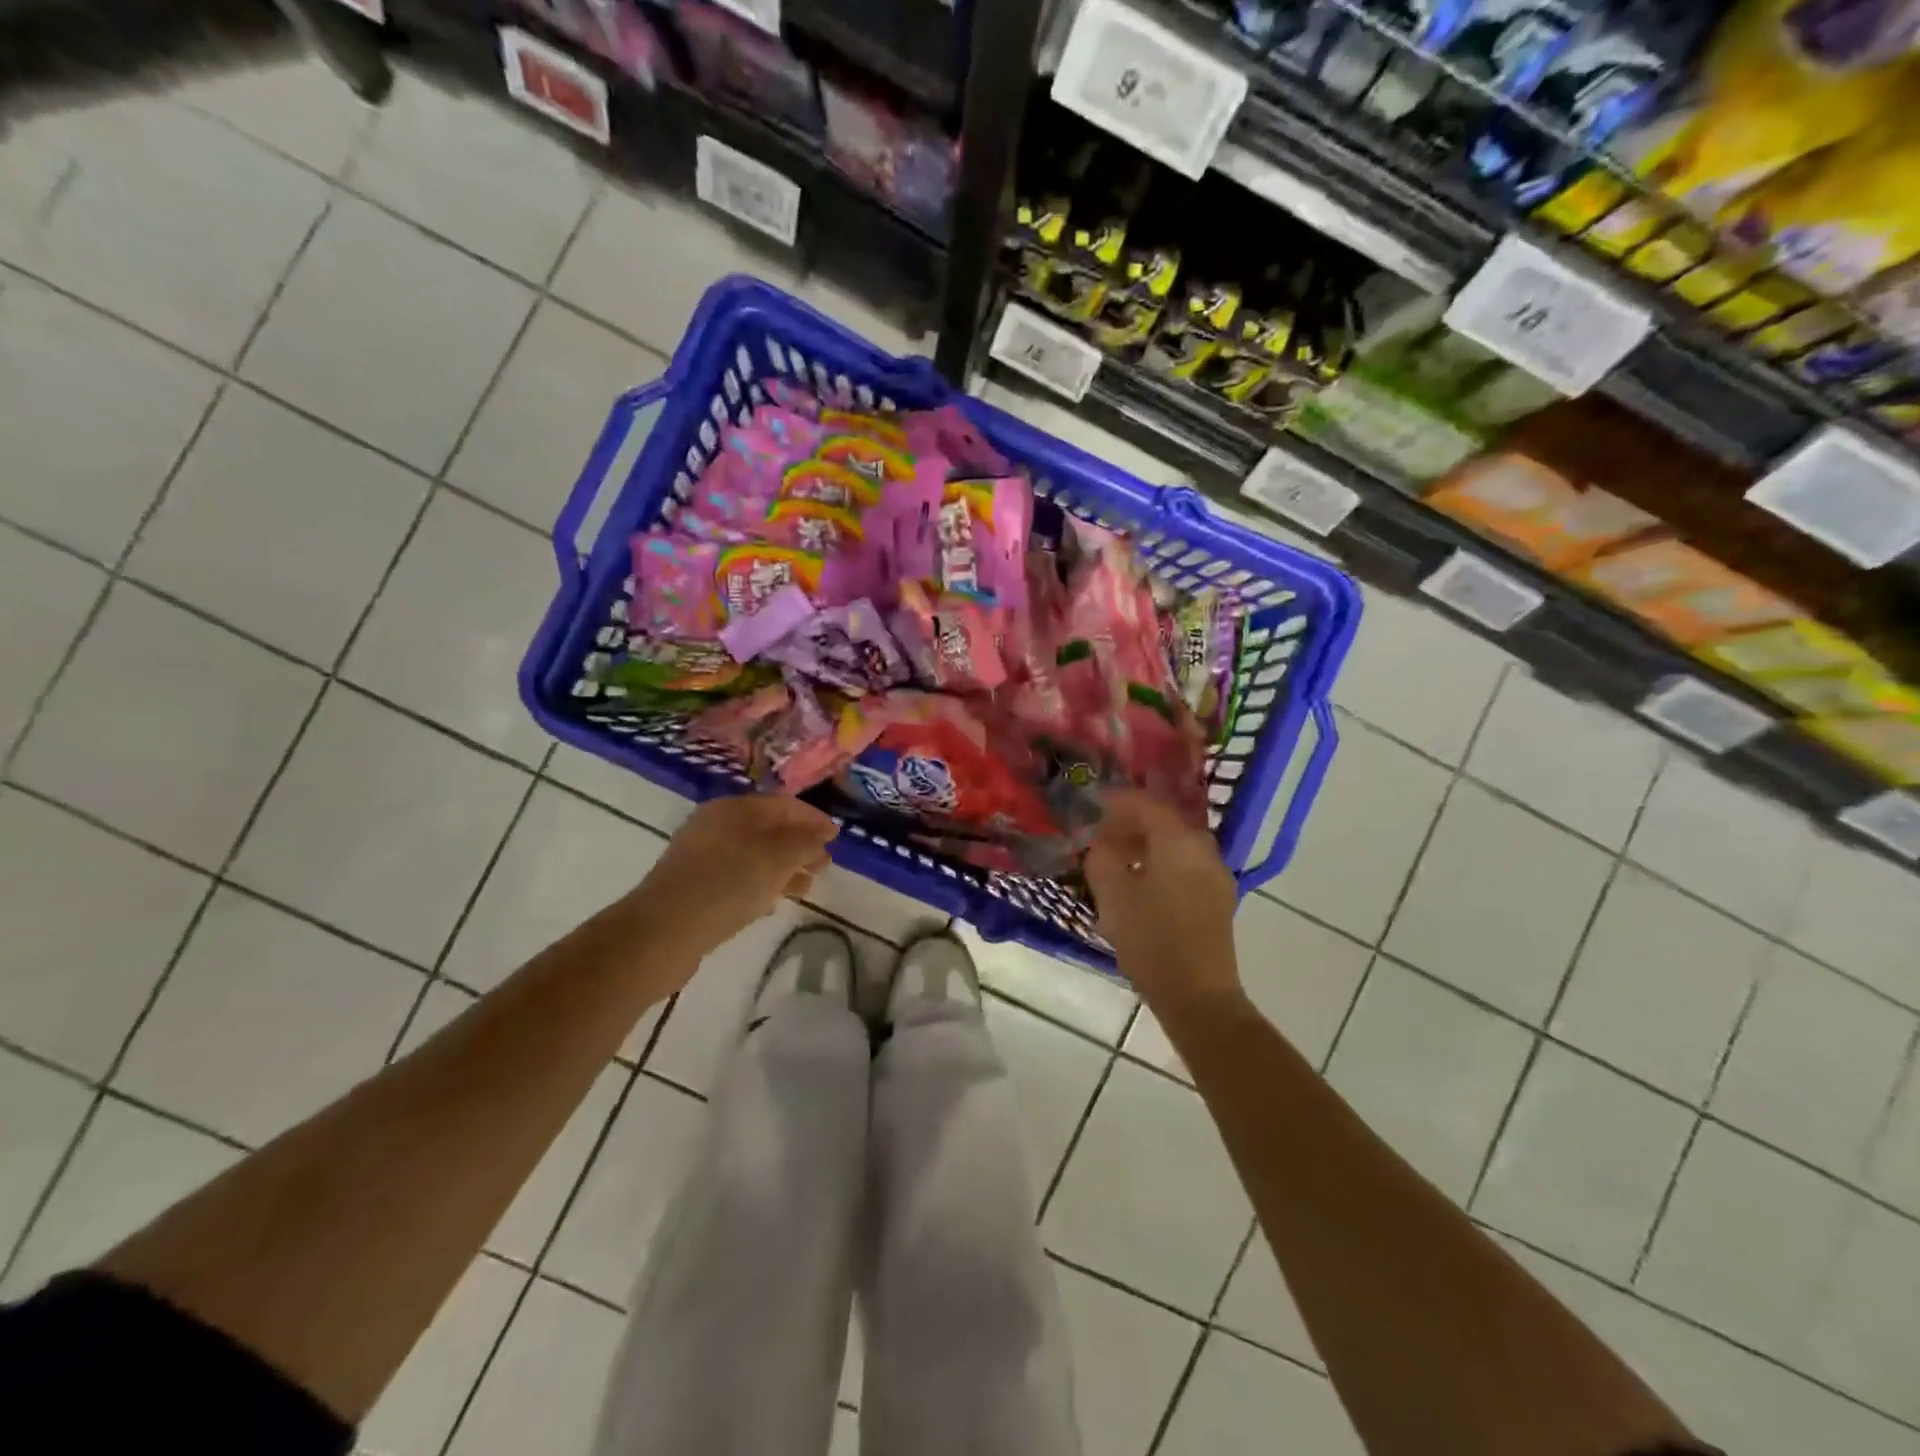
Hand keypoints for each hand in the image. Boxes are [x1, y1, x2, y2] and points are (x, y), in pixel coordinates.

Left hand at [632, 794, 837, 959]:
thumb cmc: (728, 883)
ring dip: (783, 868)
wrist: (664, 931)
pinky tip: (772, 904)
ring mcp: (701, 857)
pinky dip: (760, 885)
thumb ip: (804, 842)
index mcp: (732, 808)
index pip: (782, 804)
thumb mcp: (778, 858)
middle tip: (824, 865)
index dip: (813, 818)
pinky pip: (737, 879)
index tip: (837, 836)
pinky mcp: (694, 888)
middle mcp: (714, 826)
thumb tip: (820, 835)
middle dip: (799, 845)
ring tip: (806, 888)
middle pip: (768, 830)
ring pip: (753, 856)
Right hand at [1085, 791, 1240, 1010]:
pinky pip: (1184, 865)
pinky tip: (1138, 884)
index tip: (1088, 806)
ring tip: (1114, 861)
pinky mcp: (1217, 898)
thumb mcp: (1112, 895)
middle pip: (1163, 822)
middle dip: (1128, 824)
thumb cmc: (1151, 940)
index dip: (1113, 802)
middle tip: (1098, 836)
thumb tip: (1099, 839)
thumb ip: (1101, 857)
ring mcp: (1215, 874)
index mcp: (1178, 841)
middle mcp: (1203, 849)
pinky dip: (1159, 863)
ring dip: (1143, 845)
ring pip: (1174, 844)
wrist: (1198, 996)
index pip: (1144, 804)